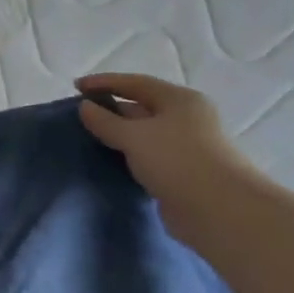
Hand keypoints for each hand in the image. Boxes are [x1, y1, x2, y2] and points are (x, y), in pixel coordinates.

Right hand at [75, 73, 254, 207]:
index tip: (76, 86)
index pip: (135, 83)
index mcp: (179, 100)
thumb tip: (85, 107)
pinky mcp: (182, 173)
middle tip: (80, 115)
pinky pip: (148, 157)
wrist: (217, 210)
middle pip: (142, 107)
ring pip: (144, 134)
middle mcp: (186, 118)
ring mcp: (186, 147)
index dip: (104, 82)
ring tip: (89, 138)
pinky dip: (128, 157)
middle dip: (111, 109)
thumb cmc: (176, 160)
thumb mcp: (134, 136)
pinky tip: (110, 162)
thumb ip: (106, 121)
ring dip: (119, 135)